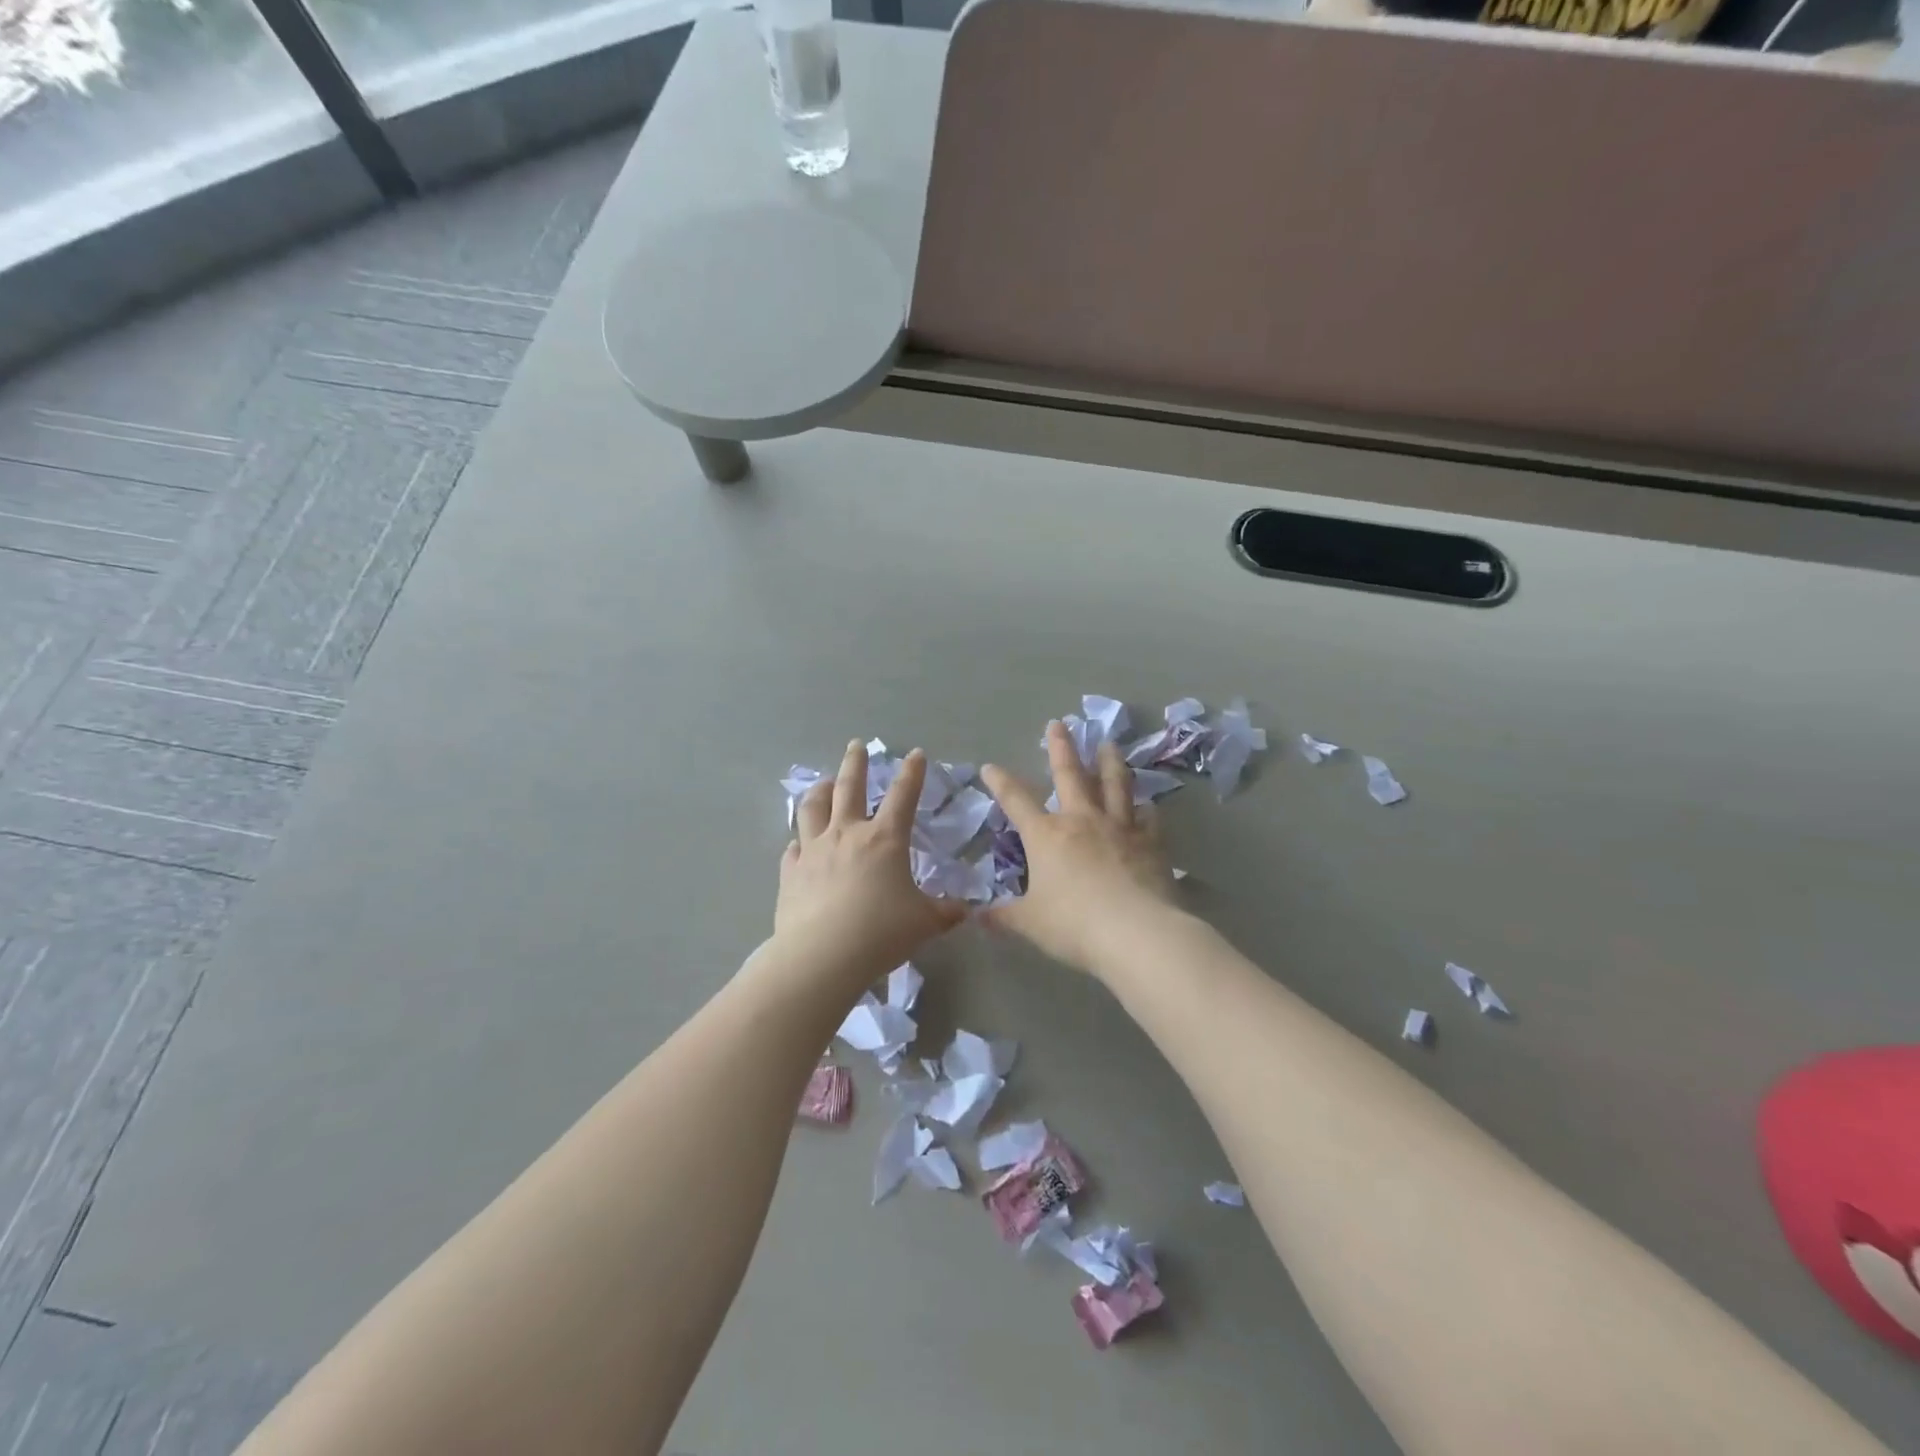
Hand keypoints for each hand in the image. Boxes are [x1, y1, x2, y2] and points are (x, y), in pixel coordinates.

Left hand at [776, 741, 966, 984]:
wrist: (822, 956)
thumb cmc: (881, 933)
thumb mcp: (925, 923)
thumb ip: (946, 912)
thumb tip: (966, 909)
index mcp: (884, 839)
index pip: (902, 795)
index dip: (912, 773)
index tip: (915, 754)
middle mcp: (846, 834)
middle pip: (849, 787)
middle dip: (855, 762)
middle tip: (856, 745)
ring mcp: (813, 851)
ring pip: (813, 808)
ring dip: (820, 791)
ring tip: (824, 783)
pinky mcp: (790, 873)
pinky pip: (793, 849)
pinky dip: (799, 843)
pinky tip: (798, 846)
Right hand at [980, 723, 1178, 975]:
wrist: (1136, 933)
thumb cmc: (1074, 925)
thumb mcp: (1030, 923)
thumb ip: (1003, 917)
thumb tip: (976, 916)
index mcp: (1046, 835)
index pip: (1016, 801)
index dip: (1001, 782)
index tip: (990, 766)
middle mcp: (1082, 821)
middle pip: (1070, 775)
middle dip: (1061, 748)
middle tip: (1059, 724)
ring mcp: (1120, 828)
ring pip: (1114, 785)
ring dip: (1109, 762)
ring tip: (1109, 744)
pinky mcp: (1150, 843)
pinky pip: (1148, 818)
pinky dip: (1146, 809)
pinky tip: (1148, 805)